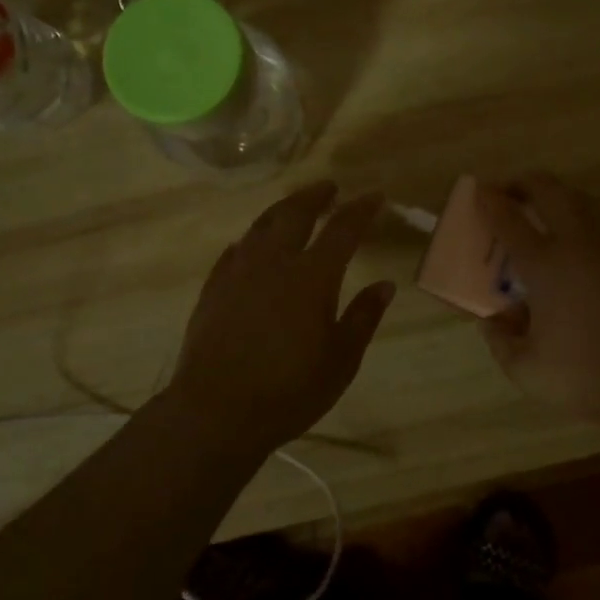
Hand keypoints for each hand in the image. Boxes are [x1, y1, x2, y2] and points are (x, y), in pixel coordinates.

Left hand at [168, 182, 393, 452]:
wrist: (216, 412)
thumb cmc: (289, 390)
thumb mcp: (341, 360)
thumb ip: (363, 317)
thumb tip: (385, 285)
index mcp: (312, 276)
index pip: (342, 229)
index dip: (360, 209)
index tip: (374, 195)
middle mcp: (275, 262)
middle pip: (295, 213)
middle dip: (315, 196)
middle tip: (328, 188)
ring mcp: (239, 272)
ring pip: (261, 225)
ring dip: (282, 210)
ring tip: (293, 206)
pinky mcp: (213, 288)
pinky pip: (234, 251)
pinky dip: (250, 240)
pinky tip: (251, 245)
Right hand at [475, 174, 599, 431]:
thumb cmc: (585, 376)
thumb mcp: (526, 370)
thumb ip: (501, 341)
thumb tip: (492, 320)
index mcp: (546, 266)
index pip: (509, 220)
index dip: (490, 202)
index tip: (479, 191)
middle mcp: (578, 244)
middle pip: (549, 191)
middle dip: (524, 183)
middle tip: (508, 192)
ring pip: (580, 199)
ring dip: (555, 195)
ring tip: (541, 208)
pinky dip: (583, 216)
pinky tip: (578, 238)